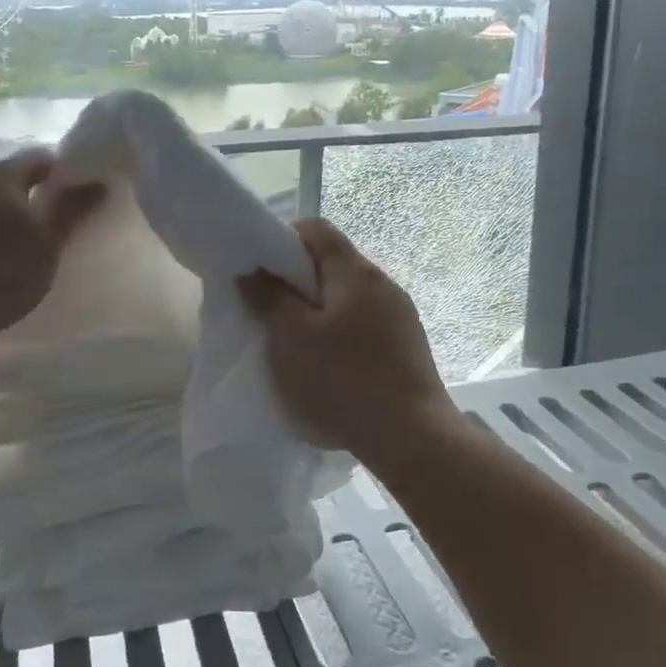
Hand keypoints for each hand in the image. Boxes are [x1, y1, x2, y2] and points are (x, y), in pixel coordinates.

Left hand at [0, 148, 103, 344]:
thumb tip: (98, 182)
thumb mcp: (49, 242)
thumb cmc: (3, 272)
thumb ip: (72, 208)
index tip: (75, 200)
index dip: (62, 173)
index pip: (39, 157)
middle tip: (51, 225)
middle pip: (9, 176)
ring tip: (19, 243)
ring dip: (3, 211)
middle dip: (31, 193)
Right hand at [237, 217, 451, 456]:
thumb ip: (269, 298)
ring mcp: (401, 314)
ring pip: (349, 296)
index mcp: (355, 272)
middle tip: (270, 309)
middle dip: (298, 280)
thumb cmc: (343, 380)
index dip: (283, 238)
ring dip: (320, 309)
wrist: (412, 437)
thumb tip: (253, 269)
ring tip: (298, 342)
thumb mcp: (292, 338)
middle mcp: (382, 283)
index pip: (316, 229)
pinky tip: (331, 365)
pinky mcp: (408, 344)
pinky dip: (341, 331)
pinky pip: (365, 323)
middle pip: (333, 262)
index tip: (260, 268)